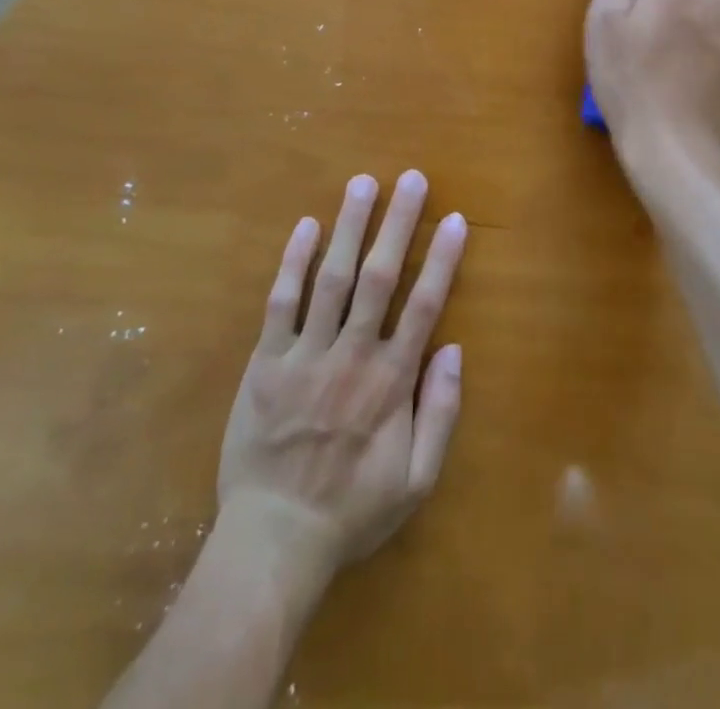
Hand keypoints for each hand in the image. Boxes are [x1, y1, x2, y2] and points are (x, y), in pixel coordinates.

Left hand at [217, 170, 467, 588]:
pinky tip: (306, 226)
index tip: (454, 219)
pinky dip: (294, 263)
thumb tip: (453, 350)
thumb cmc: (351, 509)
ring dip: (349, 227)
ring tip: (362, 183)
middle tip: (410, 178)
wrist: (273, 540)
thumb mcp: (416, 482)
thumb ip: (440, 414)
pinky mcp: (265, 362)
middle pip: (380, 278)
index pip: (423, 306)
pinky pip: (281, 303)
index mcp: (390, 383)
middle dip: (397, 224)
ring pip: (332, 279)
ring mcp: (305, 356)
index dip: (441, 260)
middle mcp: (351, 356)